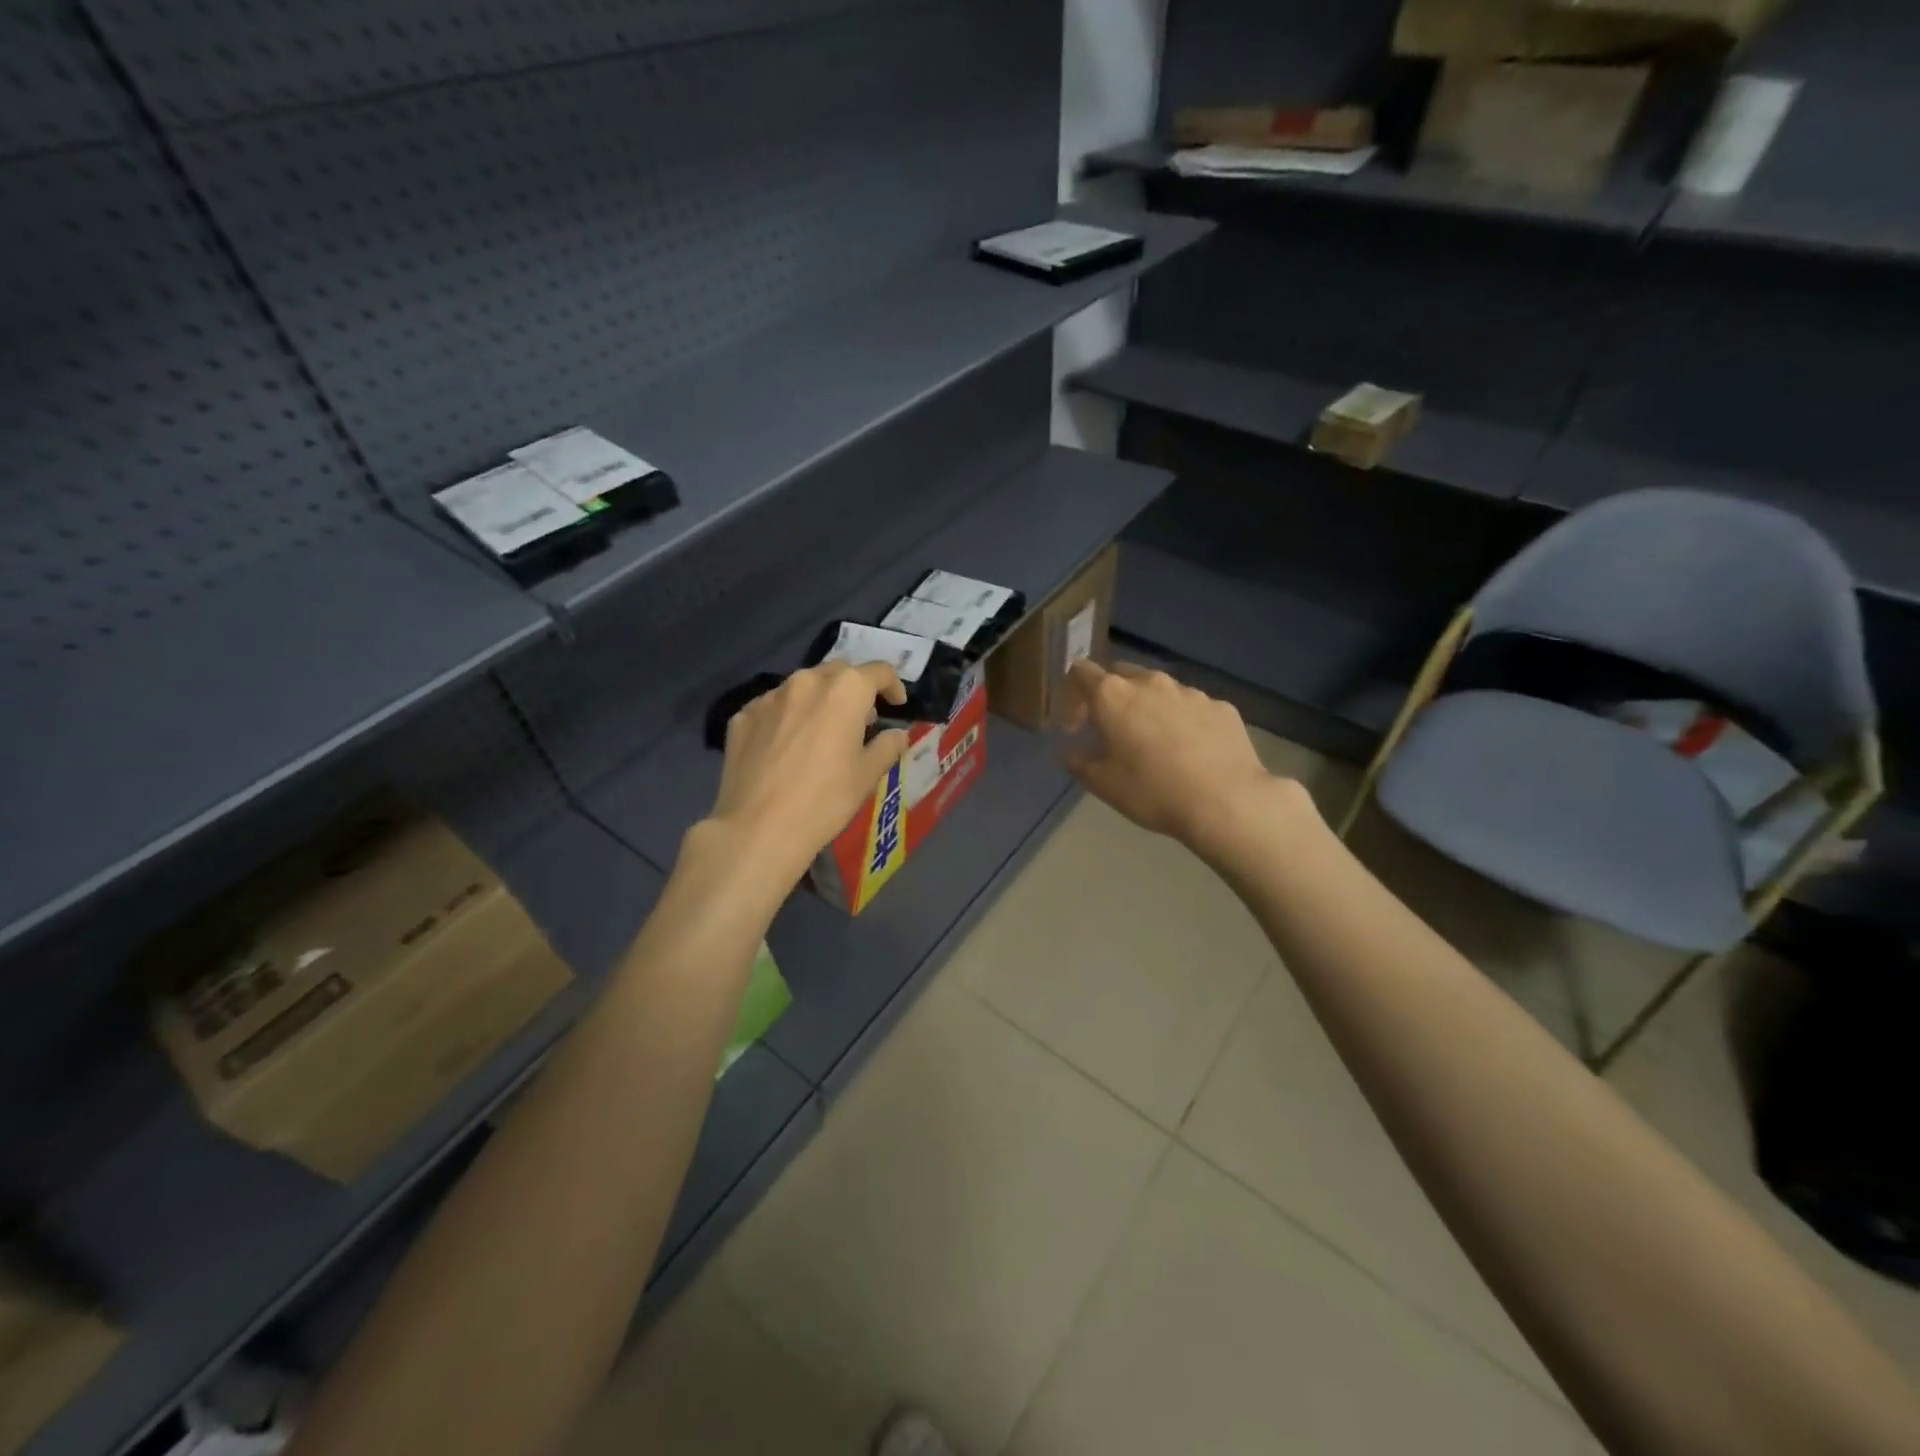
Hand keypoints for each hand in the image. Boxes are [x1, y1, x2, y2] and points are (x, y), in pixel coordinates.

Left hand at [703, 662, 910, 885]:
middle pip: (838, 673)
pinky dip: (787, 717)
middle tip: (860, 719)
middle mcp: (806, 681)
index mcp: (845, 690)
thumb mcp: (867, 775)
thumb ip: (888, 746)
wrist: (758, 828)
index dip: (893, 686)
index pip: (879, 671)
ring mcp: (769, 696)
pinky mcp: (742, 715)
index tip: (896, 705)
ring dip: (819, 701)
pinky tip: (786, 747)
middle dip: (854, 689)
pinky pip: (773, 707)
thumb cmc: (825, 799)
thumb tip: (897, 734)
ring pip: (802, 687)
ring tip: (821, 732)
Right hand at [1062, 659, 1304, 858]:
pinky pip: (1191, 707)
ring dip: (1147, 708)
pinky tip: (1189, 751)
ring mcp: (1190, 692)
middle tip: (1111, 732)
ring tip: (1154, 744)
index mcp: (1113, 696)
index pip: (1081, 672)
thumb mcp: (1102, 784)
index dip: (1072, 696)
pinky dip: (1181, 721)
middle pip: (1120, 674)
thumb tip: (1068, 750)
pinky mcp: (1221, 706)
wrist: (1226, 801)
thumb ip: (1078, 761)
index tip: (1076, 728)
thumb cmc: (1153, 791)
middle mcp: (1151, 682)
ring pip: (1158, 690)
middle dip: (1110, 697)